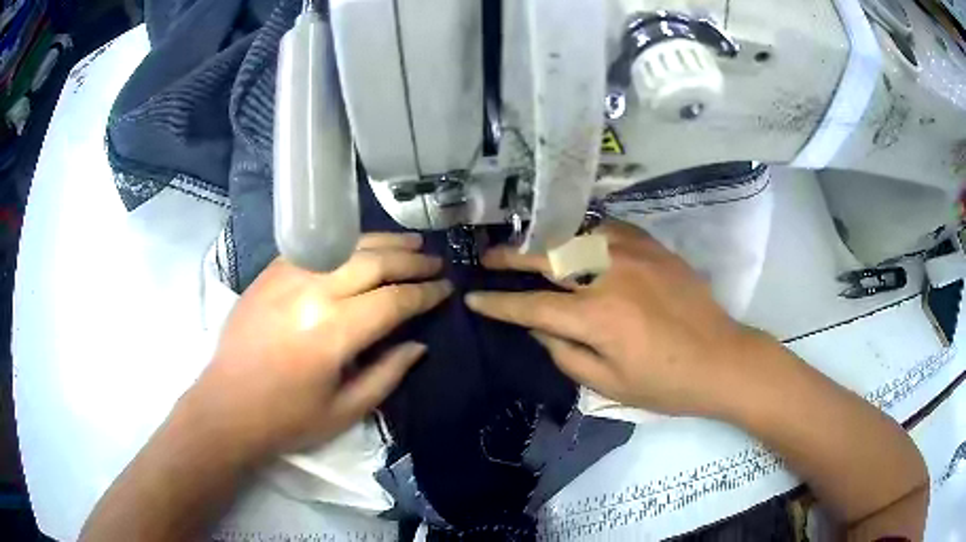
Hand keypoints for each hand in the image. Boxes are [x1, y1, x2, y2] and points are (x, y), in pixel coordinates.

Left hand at [192, 233, 451, 459]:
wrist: (226, 407)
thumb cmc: (287, 419)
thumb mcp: (346, 410)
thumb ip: (388, 373)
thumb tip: (419, 343)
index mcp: (333, 332)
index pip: (392, 300)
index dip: (424, 293)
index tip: (445, 289)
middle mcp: (312, 293)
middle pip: (373, 262)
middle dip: (411, 261)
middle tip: (436, 263)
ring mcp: (287, 276)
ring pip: (346, 245)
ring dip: (383, 242)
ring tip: (411, 244)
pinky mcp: (270, 272)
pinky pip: (316, 247)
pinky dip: (345, 243)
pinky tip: (361, 245)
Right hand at [466, 220, 765, 416]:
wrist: (722, 359)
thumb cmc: (666, 383)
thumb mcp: (609, 384)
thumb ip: (565, 353)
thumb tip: (539, 328)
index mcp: (598, 317)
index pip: (533, 307)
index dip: (498, 304)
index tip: (473, 297)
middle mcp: (610, 275)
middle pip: (548, 257)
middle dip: (511, 257)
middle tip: (488, 257)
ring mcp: (634, 254)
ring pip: (576, 234)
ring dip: (545, 239)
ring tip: (526, 244)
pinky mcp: (654, 247)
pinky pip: (609, 229)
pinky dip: (585, 232)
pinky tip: (577, 239)